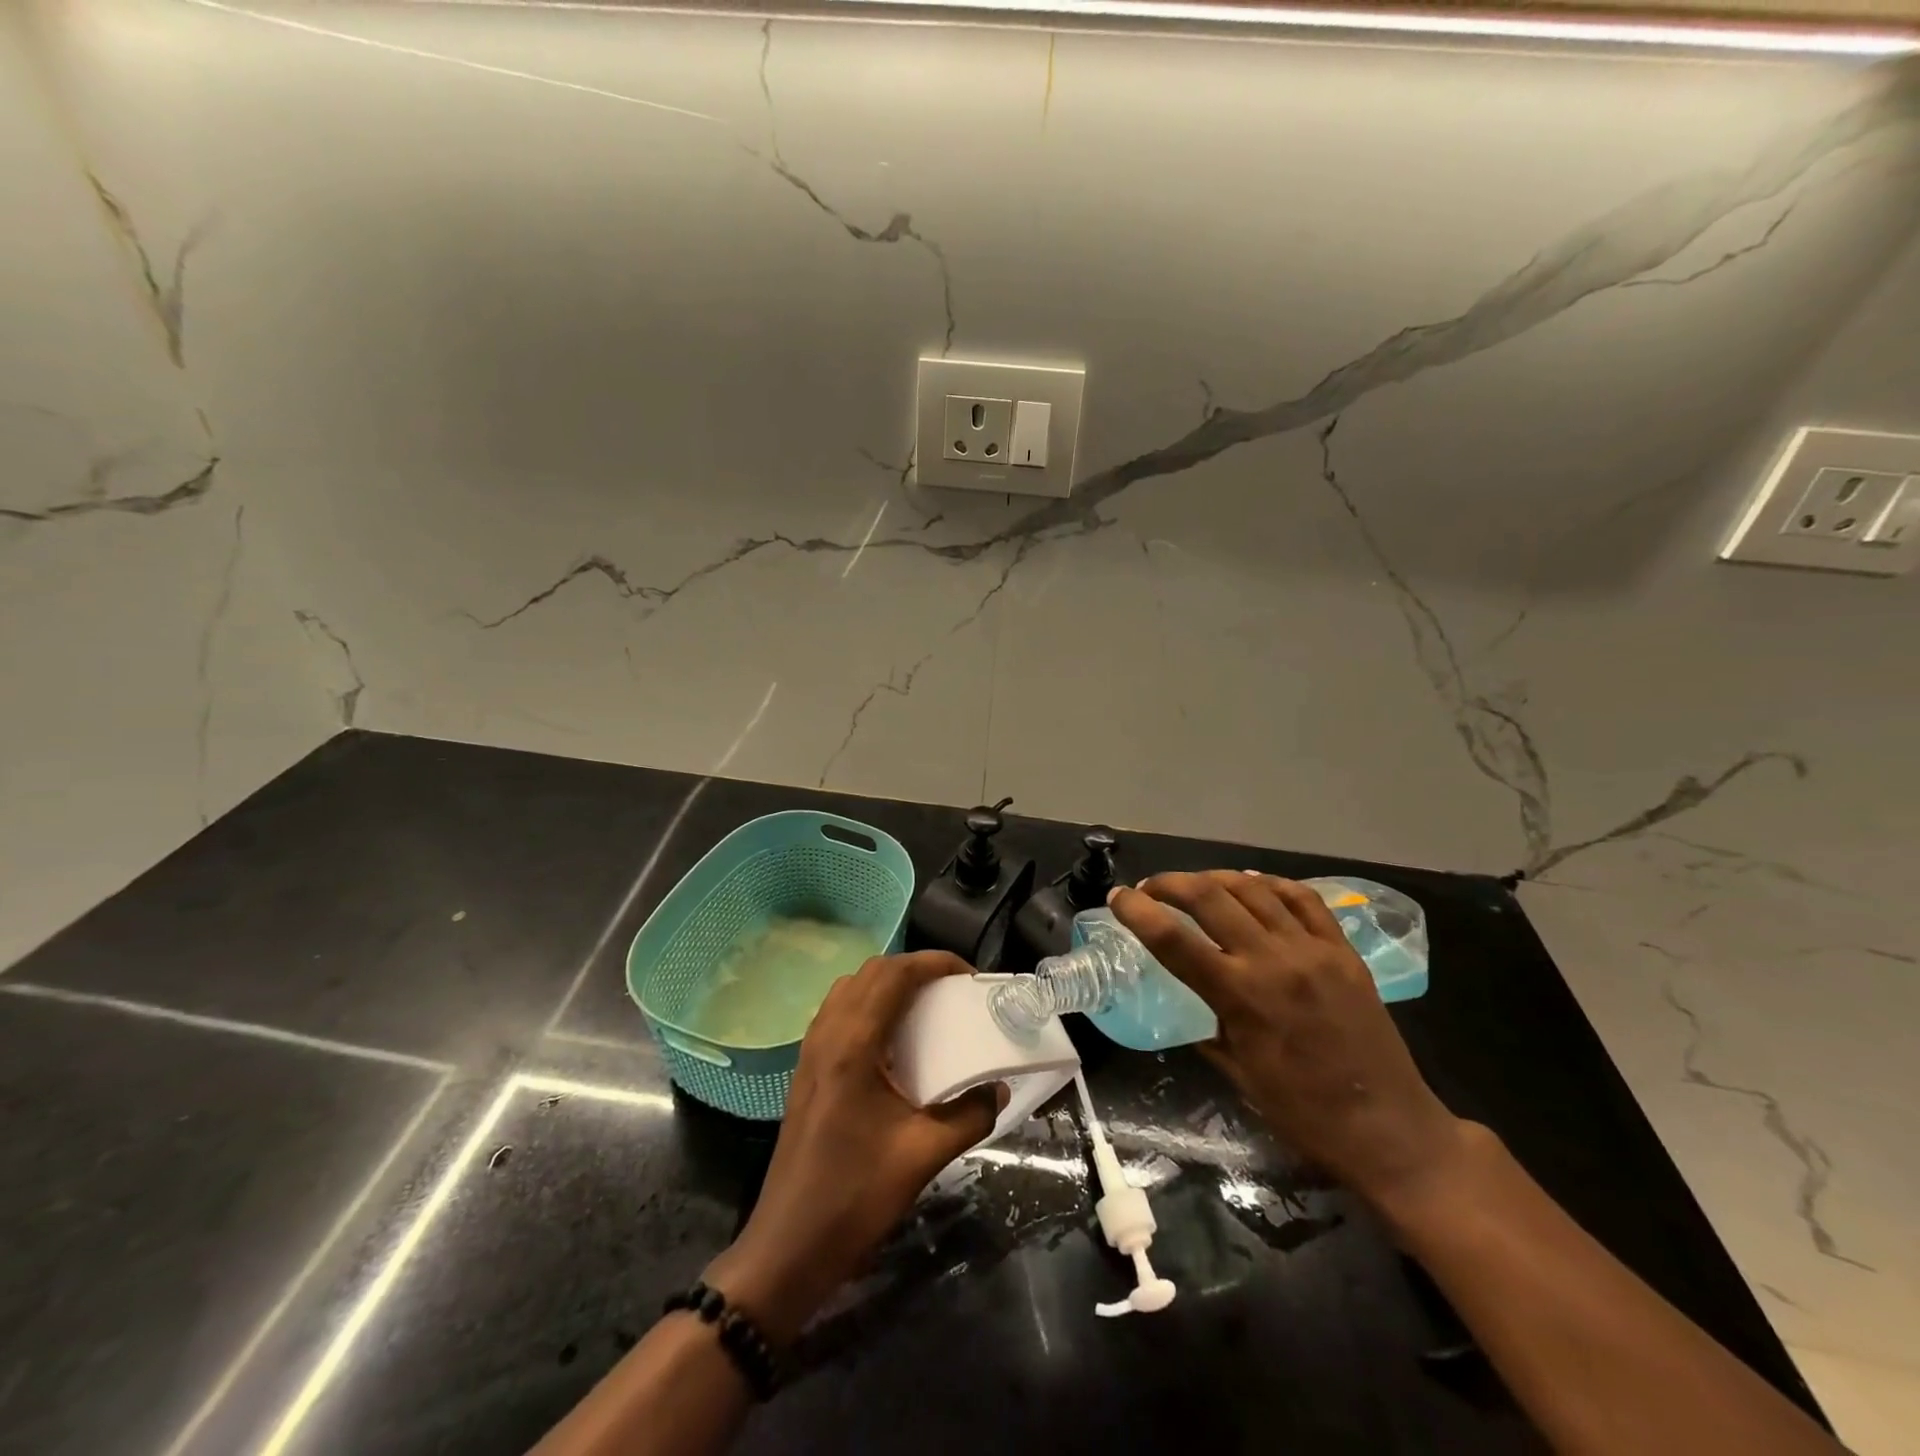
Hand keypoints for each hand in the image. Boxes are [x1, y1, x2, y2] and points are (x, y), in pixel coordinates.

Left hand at [704, 951, 1005, 1342]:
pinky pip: (839, 1012)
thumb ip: (969, 1115)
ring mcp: (811, 1050)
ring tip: (926, 1006)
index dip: (934, 962)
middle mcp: (827, 1034)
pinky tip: (893, 1039)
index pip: (894, 974)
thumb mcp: (923, 1156)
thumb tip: (999, 1088)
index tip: (970, 976)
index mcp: (853, 1044)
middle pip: (871, 972)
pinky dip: (870, 1004)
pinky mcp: (806, 1068)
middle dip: (915, 968)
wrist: (788, 1246)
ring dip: (889, 983)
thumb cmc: (855, 1197)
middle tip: (953, 989)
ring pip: (851, 988)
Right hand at [1108, 871, 1473, 1215]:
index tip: (1117, 897)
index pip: (1173, 939)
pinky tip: (1252, 885)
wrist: (1390, 1130)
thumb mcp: (1238, 1074)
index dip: (1137, 911)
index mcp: (1240, 996)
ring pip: (1253, 889)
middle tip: (1150, 888)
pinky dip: (1270, 884)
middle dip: (1170, 883)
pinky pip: (1302, 899)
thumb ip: (1207, 1027)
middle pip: (1209, 897)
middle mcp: (1273, 960)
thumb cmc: (1304, 1113)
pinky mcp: (1343, 950)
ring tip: (1195, 884)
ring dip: (1214, 878)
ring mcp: (1313, 950)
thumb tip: (1186, 1003)